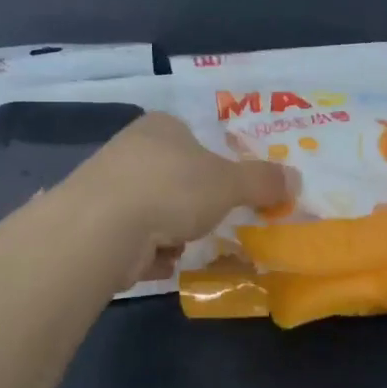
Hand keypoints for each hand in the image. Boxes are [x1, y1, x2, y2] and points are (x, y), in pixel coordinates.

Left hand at [66, 113, 294, 282]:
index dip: (212, 166)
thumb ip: (262, 181)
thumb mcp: (230, 183)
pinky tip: (153, 260)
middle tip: (205, 221)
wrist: (102, 227)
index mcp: (161, 127)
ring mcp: (106, 186)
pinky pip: (132, 239)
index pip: (192, 138)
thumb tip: (295, 179)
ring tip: (178, 245)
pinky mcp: (92, 224)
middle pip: (172, 178)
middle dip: (191, 206)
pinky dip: (146, 253)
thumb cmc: (173, 189)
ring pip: (153, 211)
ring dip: (170, 233)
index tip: (225, 192)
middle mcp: (129, 149)